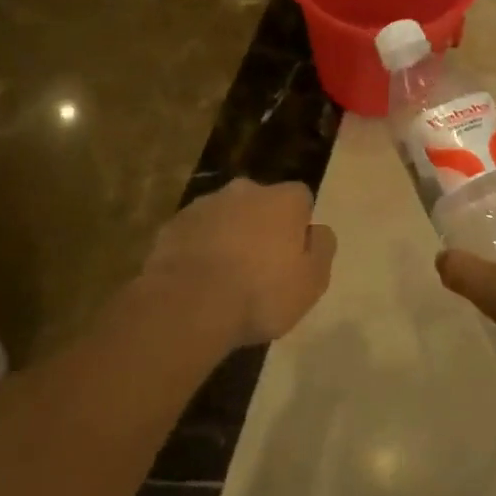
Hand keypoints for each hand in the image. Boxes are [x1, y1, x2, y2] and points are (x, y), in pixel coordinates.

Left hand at [142, 179, 336, 347]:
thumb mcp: (312, 281)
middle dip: (261, 225)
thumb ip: (322, 249)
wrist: (188, 306)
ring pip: (226, 216)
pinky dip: (200, 249)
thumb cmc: (260, 294)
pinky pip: (196, 233)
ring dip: (229, 236)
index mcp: (283, 199)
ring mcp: (205, 205)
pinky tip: (198, 280)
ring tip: (225, 277)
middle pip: (261, 203)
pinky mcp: (173, 225)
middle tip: (259, 265)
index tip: (293, 255)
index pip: (301, 198)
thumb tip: (318, 231)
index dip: (299, 225)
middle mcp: (245, 190)